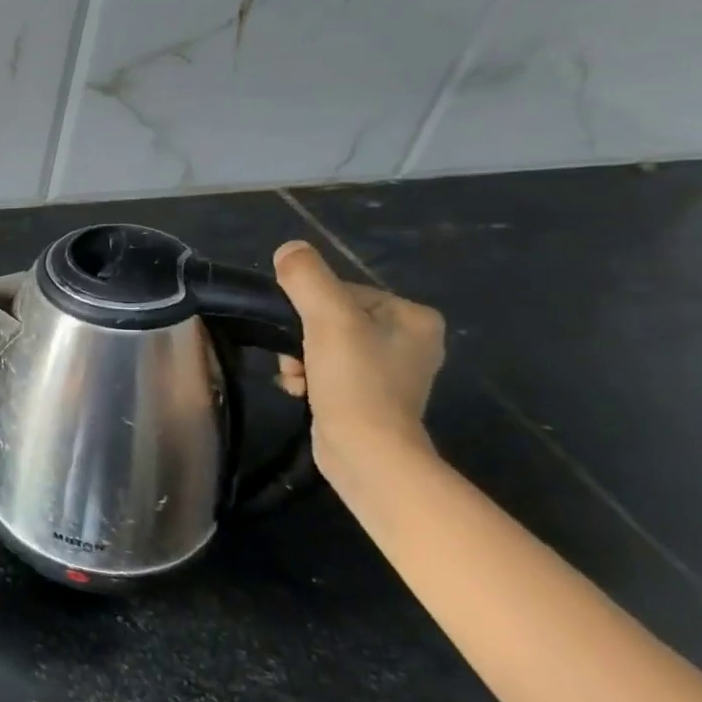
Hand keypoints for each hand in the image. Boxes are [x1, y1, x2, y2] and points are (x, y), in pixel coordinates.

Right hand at [271, 240, 446, 476]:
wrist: (367, 453)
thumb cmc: (355, 382)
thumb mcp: (327, 319)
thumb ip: (306, 278)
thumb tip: (289, 249)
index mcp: (413, 316)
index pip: (342, 292)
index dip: (308, 309)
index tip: (298, 333)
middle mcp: (411, 340)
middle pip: (331, 319)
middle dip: (300, 338)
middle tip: (294, 361)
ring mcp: (393, 371)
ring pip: (325, 345)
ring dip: (299, 359)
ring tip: (297, 380)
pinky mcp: (372, 396)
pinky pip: (330, 370)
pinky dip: (309, 377)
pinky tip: (301, 391)